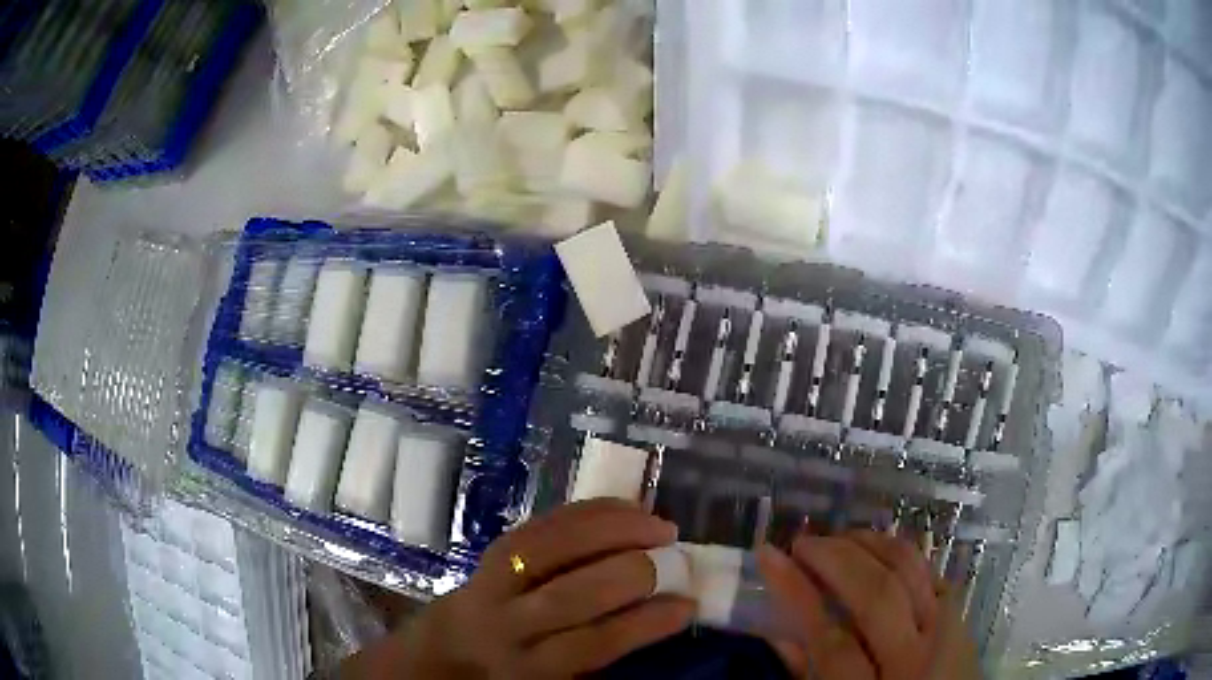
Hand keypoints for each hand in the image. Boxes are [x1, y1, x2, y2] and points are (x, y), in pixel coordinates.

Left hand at [344, 499, 693, 678]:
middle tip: (672, 562)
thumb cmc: (517, 670)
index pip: (592, 644)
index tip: (688, 606)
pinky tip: (628, 510)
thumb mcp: (555, 676)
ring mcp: (495, 579)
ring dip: (613, 531)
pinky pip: (543, 523)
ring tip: (659, 527)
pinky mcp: (493, 549)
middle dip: (630, 574)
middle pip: (570, 595)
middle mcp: (509, 622)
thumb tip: (663, 610)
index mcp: (531, 665)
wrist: (451, 645)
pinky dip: (590, 513)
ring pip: (553, 547)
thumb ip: (599, 648)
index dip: (644, 624)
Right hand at [757, 530, 976, 678]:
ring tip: (841, 536)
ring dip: (873, 545)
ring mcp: (947, 634)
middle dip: (836, 559)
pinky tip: (882, 549)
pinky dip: (906, 556)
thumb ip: (806, 677)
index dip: (796, 592)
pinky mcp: (963, 619)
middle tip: (805, 543)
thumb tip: (777, 633)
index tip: (769, 556)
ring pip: (913, 573)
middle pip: (877, 595)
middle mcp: (915, 659)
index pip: (829, 638)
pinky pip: (934, 574)